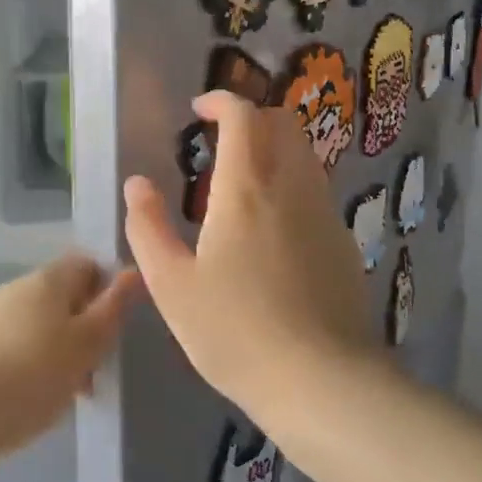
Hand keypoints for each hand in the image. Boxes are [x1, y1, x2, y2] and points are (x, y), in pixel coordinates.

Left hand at [0, 253, 140, 462]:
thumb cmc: (31, 377)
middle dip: (83, 328)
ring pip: (38, 323)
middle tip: (94, 372)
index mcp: (50, 279)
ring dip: (57, 350)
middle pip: (63, 296)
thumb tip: (134, 272)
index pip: (88, 264)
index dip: (108, 290)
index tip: (114, 329)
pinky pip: (12, 345)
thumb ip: (113, 308)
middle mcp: (18, 286)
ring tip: (62, 395)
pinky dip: (27, 364)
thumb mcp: (86, 345)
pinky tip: (26, 400)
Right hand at [123, 90, 380, 425]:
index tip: (199, 110)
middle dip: (253, 118)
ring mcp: (324, 212)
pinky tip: (274, 230)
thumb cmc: (234, 331)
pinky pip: (316, 191)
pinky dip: (292, 185)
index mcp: (246, 188)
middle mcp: (292, 186)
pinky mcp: (343, 241)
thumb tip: (137, 184)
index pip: (243, 116)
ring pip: (304, 155)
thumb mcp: (171, 285)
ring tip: (244, 186)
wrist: (320, 380)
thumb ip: (148, 228)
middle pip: (283, 123)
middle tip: (223, 141)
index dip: (221, 101)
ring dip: (275, 151)